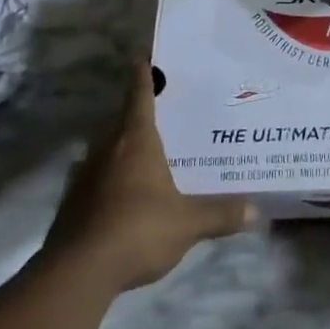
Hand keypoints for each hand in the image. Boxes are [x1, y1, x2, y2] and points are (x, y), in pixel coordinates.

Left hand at [44, 62, 255, 293]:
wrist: (77, 272)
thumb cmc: (137, 229)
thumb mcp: (187, 223)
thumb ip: (220, 214)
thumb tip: (257, 210)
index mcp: (136, 140)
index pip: (139, 95)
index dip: (142, 74)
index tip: (143, 56)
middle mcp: (108, 148)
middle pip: (122, 120)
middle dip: (138, 112)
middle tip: (161, 109)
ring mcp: (85, 175)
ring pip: (107, 149)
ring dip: (122, 146)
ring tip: (145, 152)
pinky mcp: (72, 203)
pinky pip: (96, 178)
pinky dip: (109, 178)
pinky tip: (123, 195)